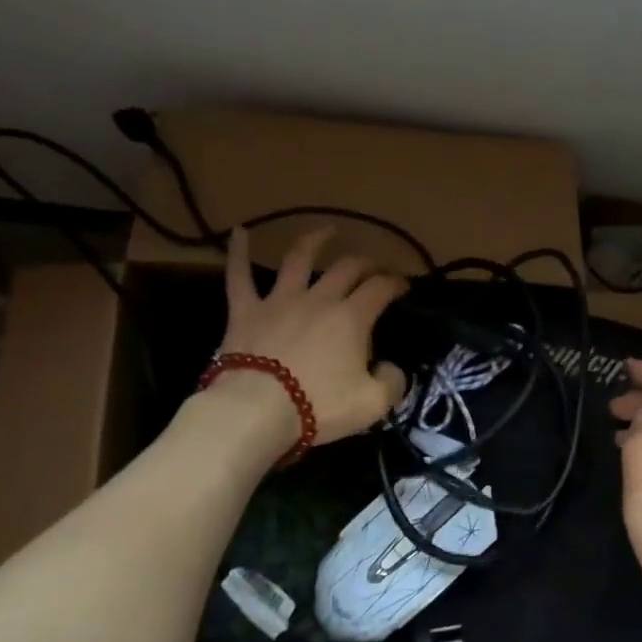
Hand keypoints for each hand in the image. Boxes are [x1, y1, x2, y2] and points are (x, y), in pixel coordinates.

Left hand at [210, 225, 408, 445]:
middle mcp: (319, 299)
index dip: (395, 283)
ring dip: (315, 241)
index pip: (380, 289)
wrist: (256, 411)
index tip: (403, 285)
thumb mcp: (372, 404)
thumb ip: (392, 383)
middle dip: (365, 263)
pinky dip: (238, 252)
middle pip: (346, 269)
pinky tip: (238, 233)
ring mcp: (280, 301)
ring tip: (327, 230)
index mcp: (352, 317)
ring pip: (298, 260)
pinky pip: (239, 276)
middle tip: (373, 267)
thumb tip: (391, 368)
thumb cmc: (318, 406)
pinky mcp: (245, 311)